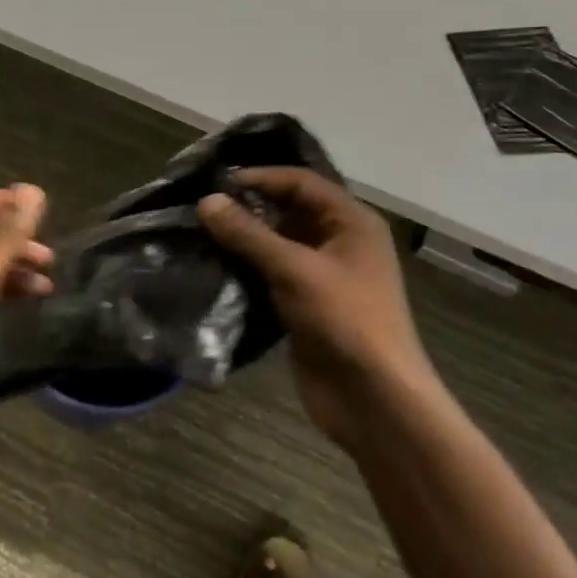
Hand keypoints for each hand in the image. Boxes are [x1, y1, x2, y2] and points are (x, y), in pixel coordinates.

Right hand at [199, 168, 427, 452]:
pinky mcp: (307, 304)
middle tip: (205, 206)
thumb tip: (207, 201)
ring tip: (202, 233)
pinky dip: (248, 269)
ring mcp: (324, 276)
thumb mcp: (295, 269)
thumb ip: (249, 234)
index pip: (302, 183)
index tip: (218, 182)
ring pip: (279, 244)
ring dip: (245, 240)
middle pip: (290, 211)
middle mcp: (340, 242)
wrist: (374, 399)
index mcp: (352, 223)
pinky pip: (273, 274)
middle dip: (250, 208)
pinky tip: (216, 266)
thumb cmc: (345, 320)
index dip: (262, 177)